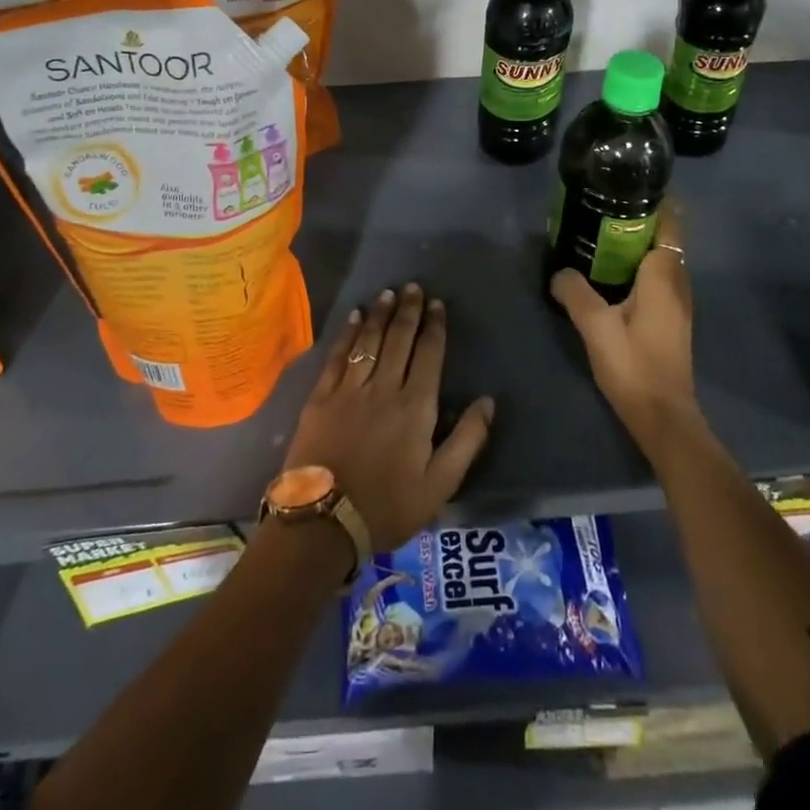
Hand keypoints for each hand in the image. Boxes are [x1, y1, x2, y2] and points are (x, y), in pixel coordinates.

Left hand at [283, 283, 495, 551]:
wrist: (324, 522)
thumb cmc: (388, 506)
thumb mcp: (440, 484)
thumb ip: (467, 440)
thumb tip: (487, 401)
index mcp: (416, 407)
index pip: (429, 355)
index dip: (435, 327)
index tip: (437, 304)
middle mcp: (384, 388)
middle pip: (399, 339)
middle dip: (408, 311)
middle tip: (413, 287)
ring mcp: (349, 390)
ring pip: (368, 341)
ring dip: (379, 314)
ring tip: (388, 293)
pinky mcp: (321, 397)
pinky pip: (337, 357)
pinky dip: (347, 334)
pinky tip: (353, 317)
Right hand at [551, 200, 698, 447]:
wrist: (663, 416)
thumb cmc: (633, 364)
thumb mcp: (595, 326)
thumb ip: (575, 293)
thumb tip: (559, 272)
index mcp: (664, 275)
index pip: (670, 223)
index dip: (656, 202)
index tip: (628, 188)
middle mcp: (677, 282)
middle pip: (665, 238)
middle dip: (639, 221)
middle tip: (602, 210)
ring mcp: (678, 303)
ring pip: (662, 260)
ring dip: (638, 246)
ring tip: (601, 237)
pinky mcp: (672, 320)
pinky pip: (658, 279)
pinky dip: (639, 268)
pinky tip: (612, 277)